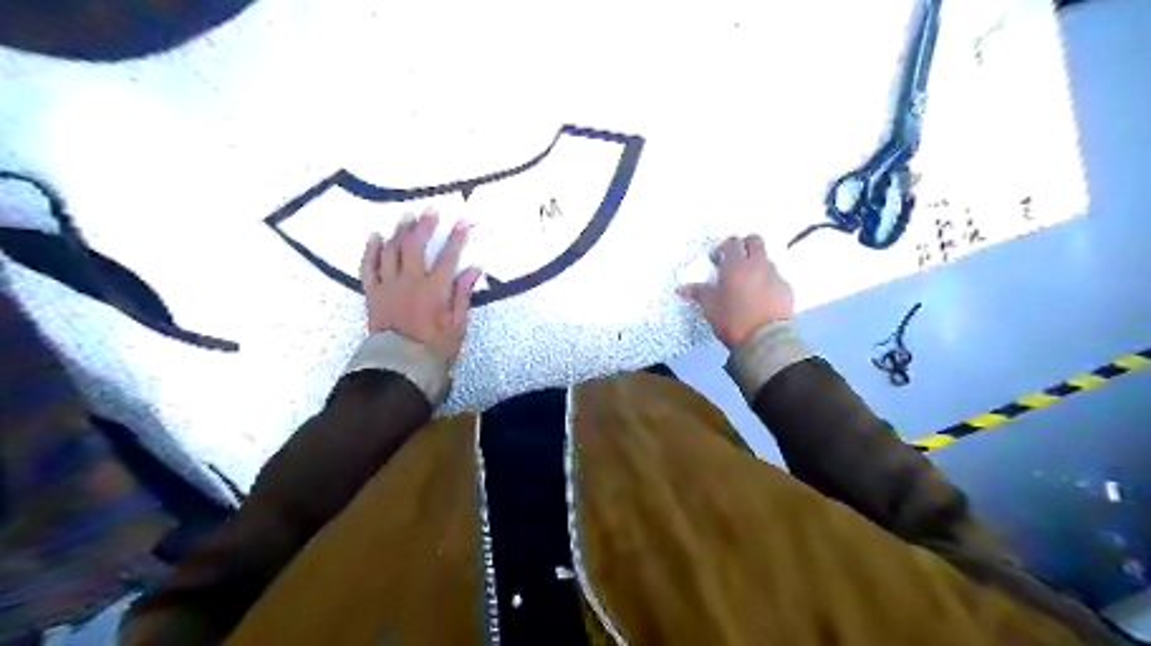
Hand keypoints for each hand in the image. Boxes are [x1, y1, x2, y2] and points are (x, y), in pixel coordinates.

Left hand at [360, 210, 480, 362]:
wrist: (400, 367)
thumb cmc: (434, 348)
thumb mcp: (458, 325)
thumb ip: (463, 294)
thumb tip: (474, 268)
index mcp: (434, 290)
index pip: (448, 256)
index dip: (457, 237)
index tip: (464, 221)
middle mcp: (410, 282)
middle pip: (416, 245)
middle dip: (425, 225)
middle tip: (430, 210)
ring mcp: (388, 286)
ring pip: (391, 251)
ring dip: (400, 231)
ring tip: (406, 217)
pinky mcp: (372, 294)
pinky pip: (368, 267)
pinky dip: (371, 250)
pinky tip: (375, 236)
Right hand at [676, 236, 796, 350]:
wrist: (764, 339)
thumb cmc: (732, 319)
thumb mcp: (710, 307)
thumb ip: (698, 293)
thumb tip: (681, 289)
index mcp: (736, 264)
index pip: (732, 242)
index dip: (723, 248)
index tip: (717, 261)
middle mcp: (757, 264)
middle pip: (755, 241)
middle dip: (745, 247)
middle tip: (735, 262)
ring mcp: (775, 275)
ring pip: (766, 260)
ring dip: (757, 265)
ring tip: (748, 284)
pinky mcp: (786, 289)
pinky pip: (776, 278)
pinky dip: (768, 282)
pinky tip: (761, 298)